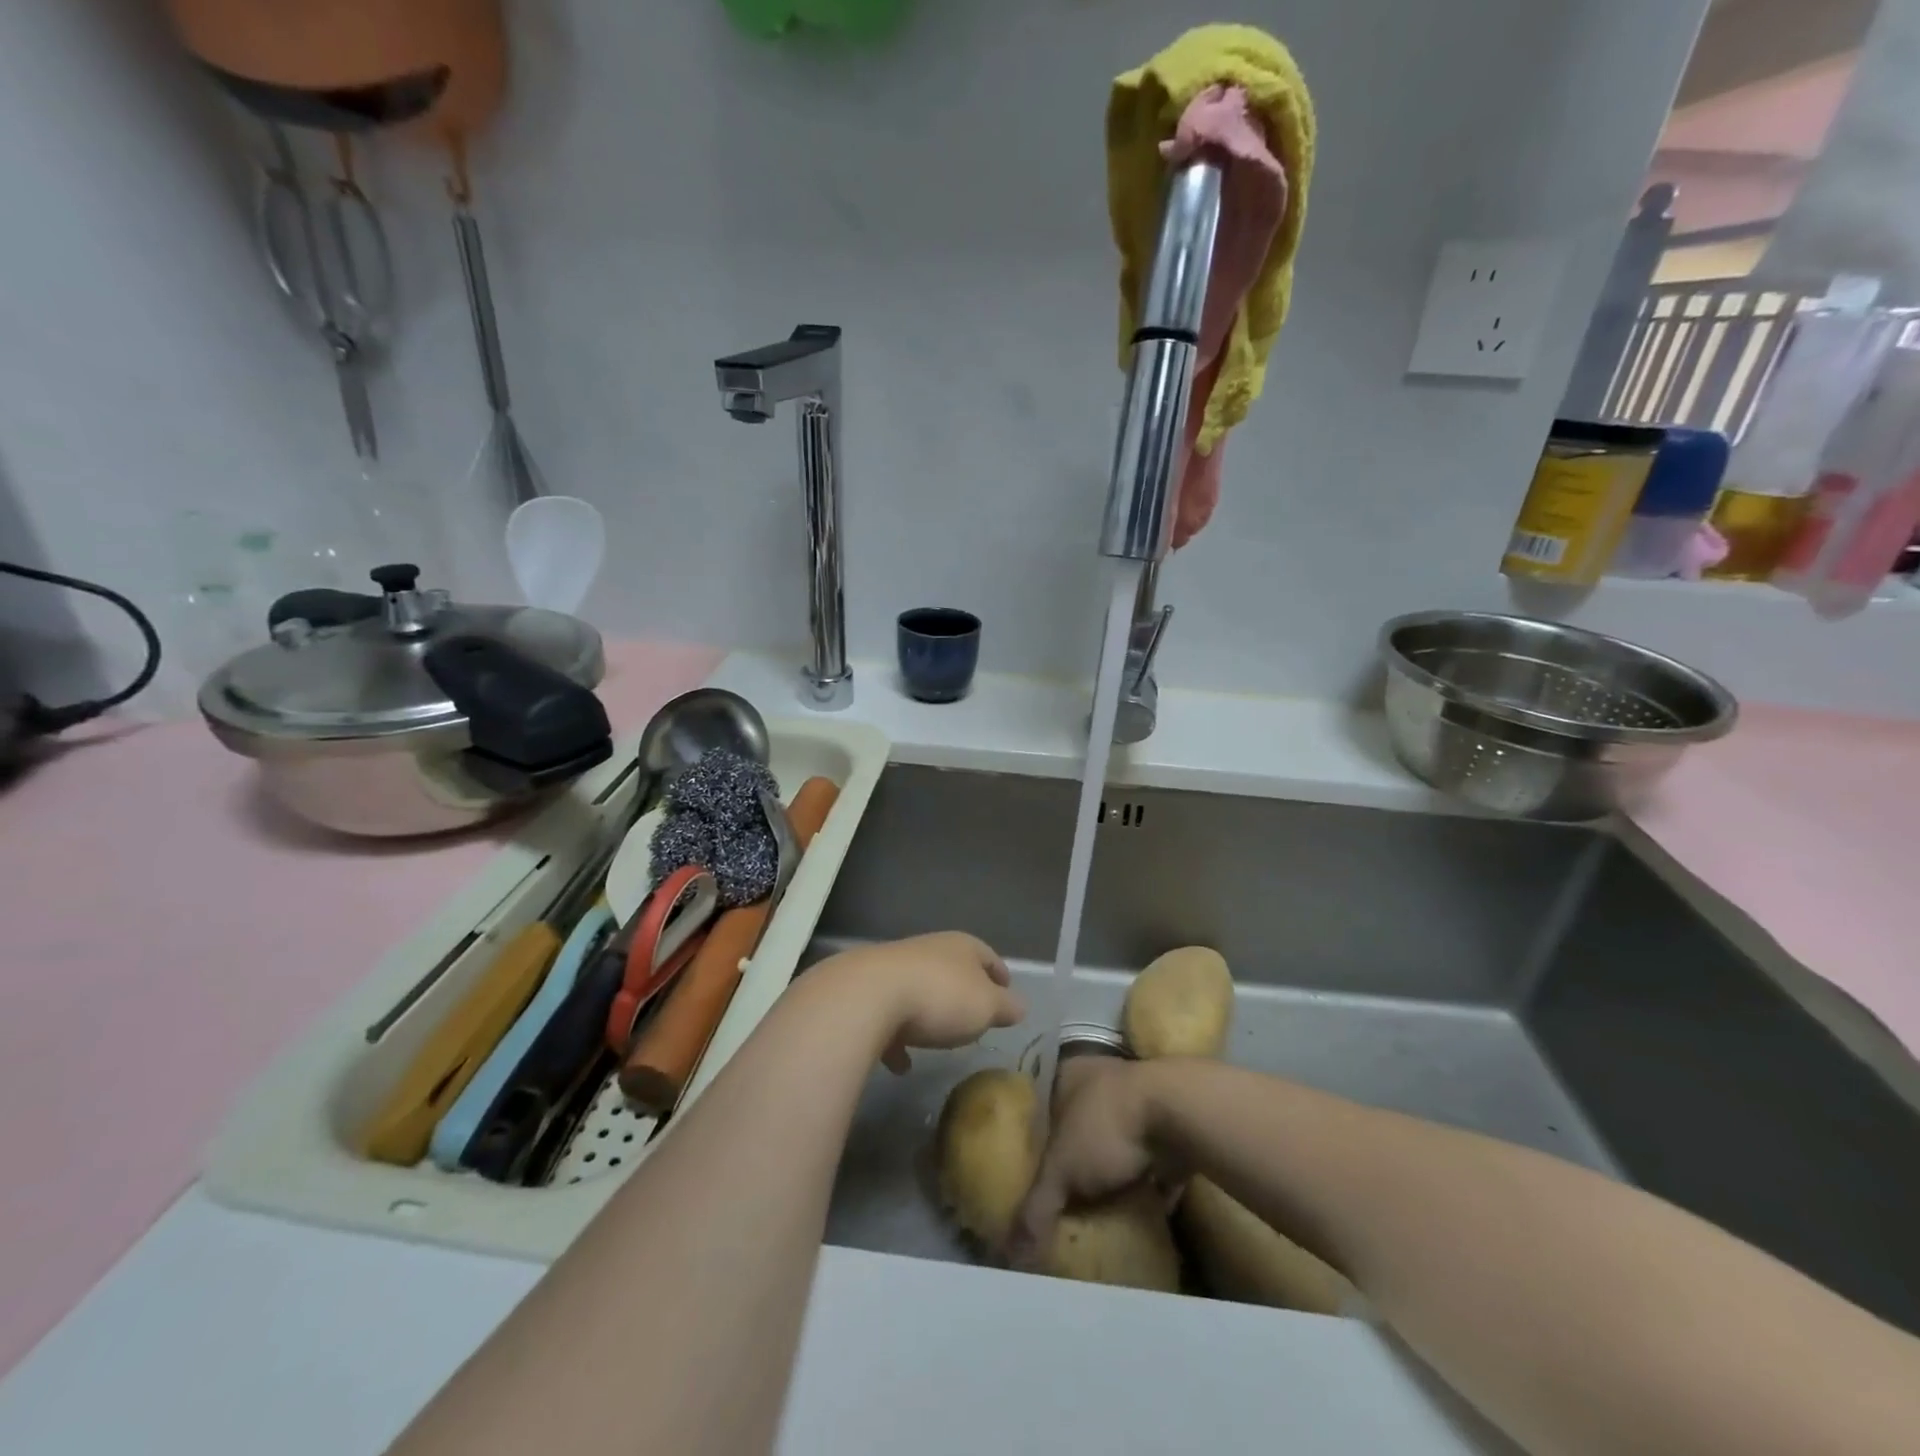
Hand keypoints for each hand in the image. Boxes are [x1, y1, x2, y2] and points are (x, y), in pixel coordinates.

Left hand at [814, 932, 1025, 1073]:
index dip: (1000, 975)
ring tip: (938, 1040)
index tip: (1007, 994)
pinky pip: (889, 1017)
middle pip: (952, 970)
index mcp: (961, 947)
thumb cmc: (940, 997)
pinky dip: (898, 1038)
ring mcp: (894, 969)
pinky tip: (901, 1065)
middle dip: (963, 993)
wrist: (868, 997)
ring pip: (919, 990)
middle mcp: (928, 950)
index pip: (987, 955)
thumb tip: (1020, 1006)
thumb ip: (1006, 1007)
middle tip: (975, 1019)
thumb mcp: (986, 1007)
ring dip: (928, 1014)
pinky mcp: (867, 993)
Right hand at [1009, 1056, 1166, 1266]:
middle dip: (1076, 1160)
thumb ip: (1037, 1206)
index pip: (1042, 1109)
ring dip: (1113, 1173)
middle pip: (1079, 1126)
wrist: (1179, 1113)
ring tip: (1099, 1211)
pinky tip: (1141, 1215)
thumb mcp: (1062, 1168)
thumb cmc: (1107, 1126)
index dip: (1036, 1143)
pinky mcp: (1172, 1125)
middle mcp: (1101, 1079)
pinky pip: (1153, 1161)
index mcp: (1068, 1075)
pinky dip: (1148, 1185)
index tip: (1032, 1176)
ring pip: (1117, 1141)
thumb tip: (1012, 1254)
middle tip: (1065, 1199)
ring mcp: (1140, 1099)